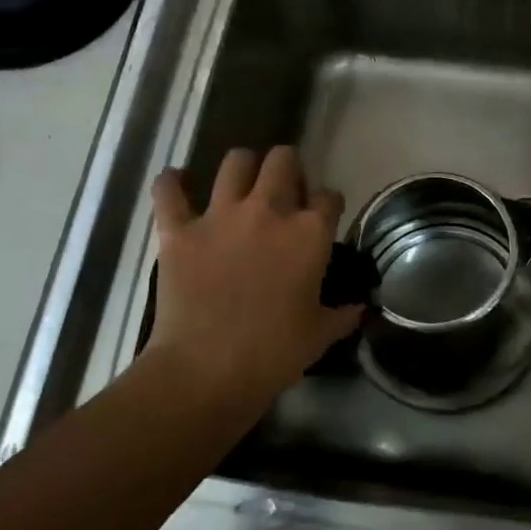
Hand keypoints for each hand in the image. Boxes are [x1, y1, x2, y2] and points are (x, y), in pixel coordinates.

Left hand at [144, 147, 363, 415]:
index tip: (324, 217)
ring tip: (241, 183)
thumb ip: (343, 315)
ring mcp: (220, 216)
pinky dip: (171, 184)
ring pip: (235, 162)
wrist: (207, 369)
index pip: (330, 197)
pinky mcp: (179, 230)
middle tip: (284, 190)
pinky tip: (174, 183)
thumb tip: (361, 308)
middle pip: (283, 160)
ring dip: (242, 167)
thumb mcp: (320, 335)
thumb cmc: (273, 352)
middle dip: (288, 168)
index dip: (328, 204)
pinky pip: (168, 191)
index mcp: (309, 233)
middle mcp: (269, 211)